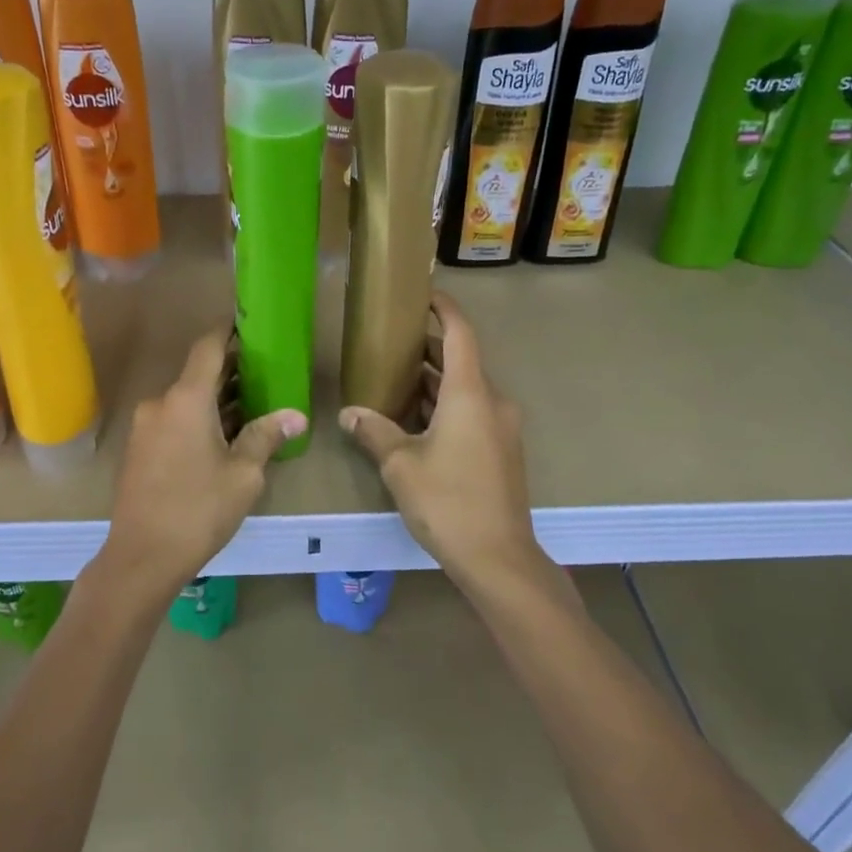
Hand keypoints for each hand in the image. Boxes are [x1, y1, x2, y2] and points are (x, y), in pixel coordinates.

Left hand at [98, 328, 305, 600]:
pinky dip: (197, 420)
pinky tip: (221, 438)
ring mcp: (145, 428)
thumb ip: (267, 436)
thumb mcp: (243, 474)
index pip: (208, 348)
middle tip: (265, 373)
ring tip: (251, 407)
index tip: (248, 324)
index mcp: (186, 399)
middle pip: (197, 375)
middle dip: (230, 372)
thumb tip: (296, 416)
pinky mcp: (138, 451)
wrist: (142, 557)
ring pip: (185, 402)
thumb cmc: (199, 510)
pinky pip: (172, 422)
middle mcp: (160, 404)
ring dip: (214, 401)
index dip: (228, 332)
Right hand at [339, 292, 541, 586]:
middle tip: (391, 342)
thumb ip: (374, 431)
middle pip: (461, 361)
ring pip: (466, 389)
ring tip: (395, 378)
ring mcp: (501, 427)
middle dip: (429, 348)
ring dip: (435, 381)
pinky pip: (472, 412)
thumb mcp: (400, 464)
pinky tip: (416, 419)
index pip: (460, 333)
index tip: (423, 294)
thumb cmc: (448, 501)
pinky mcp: (501, 450)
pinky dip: (446, 405)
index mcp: (470, 393)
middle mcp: (492, 402)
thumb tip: (349, 413)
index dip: (444, 309)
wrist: (498, 557)